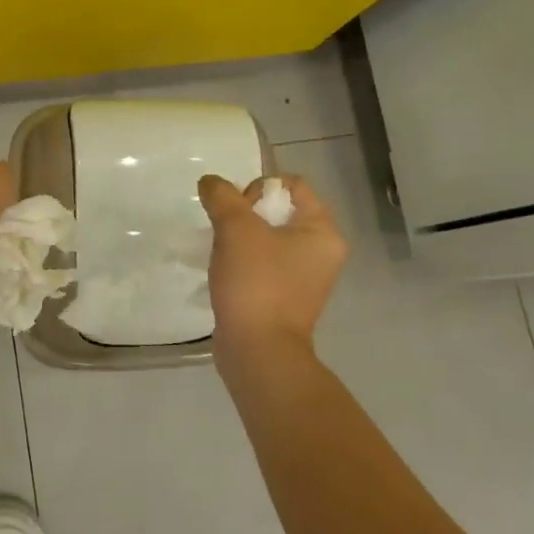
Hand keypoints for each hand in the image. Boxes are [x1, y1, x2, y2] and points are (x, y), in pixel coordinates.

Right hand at [199, 173, 347, 359]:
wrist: (257, 351)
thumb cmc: (256, 283)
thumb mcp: (235, 229)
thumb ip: (222, 197)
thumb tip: (210, 182)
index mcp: (323, 231)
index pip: (294, 186)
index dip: (260, 187)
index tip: (238, 209)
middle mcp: (321, 252)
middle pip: (280, 211)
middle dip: (246, 213)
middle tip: (225, 229)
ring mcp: (304, 278)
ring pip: (269, 238)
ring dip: (241, 237)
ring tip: (221, 250)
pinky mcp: (285, 298)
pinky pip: (264, 264)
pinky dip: (243, 262)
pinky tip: (224, 271)